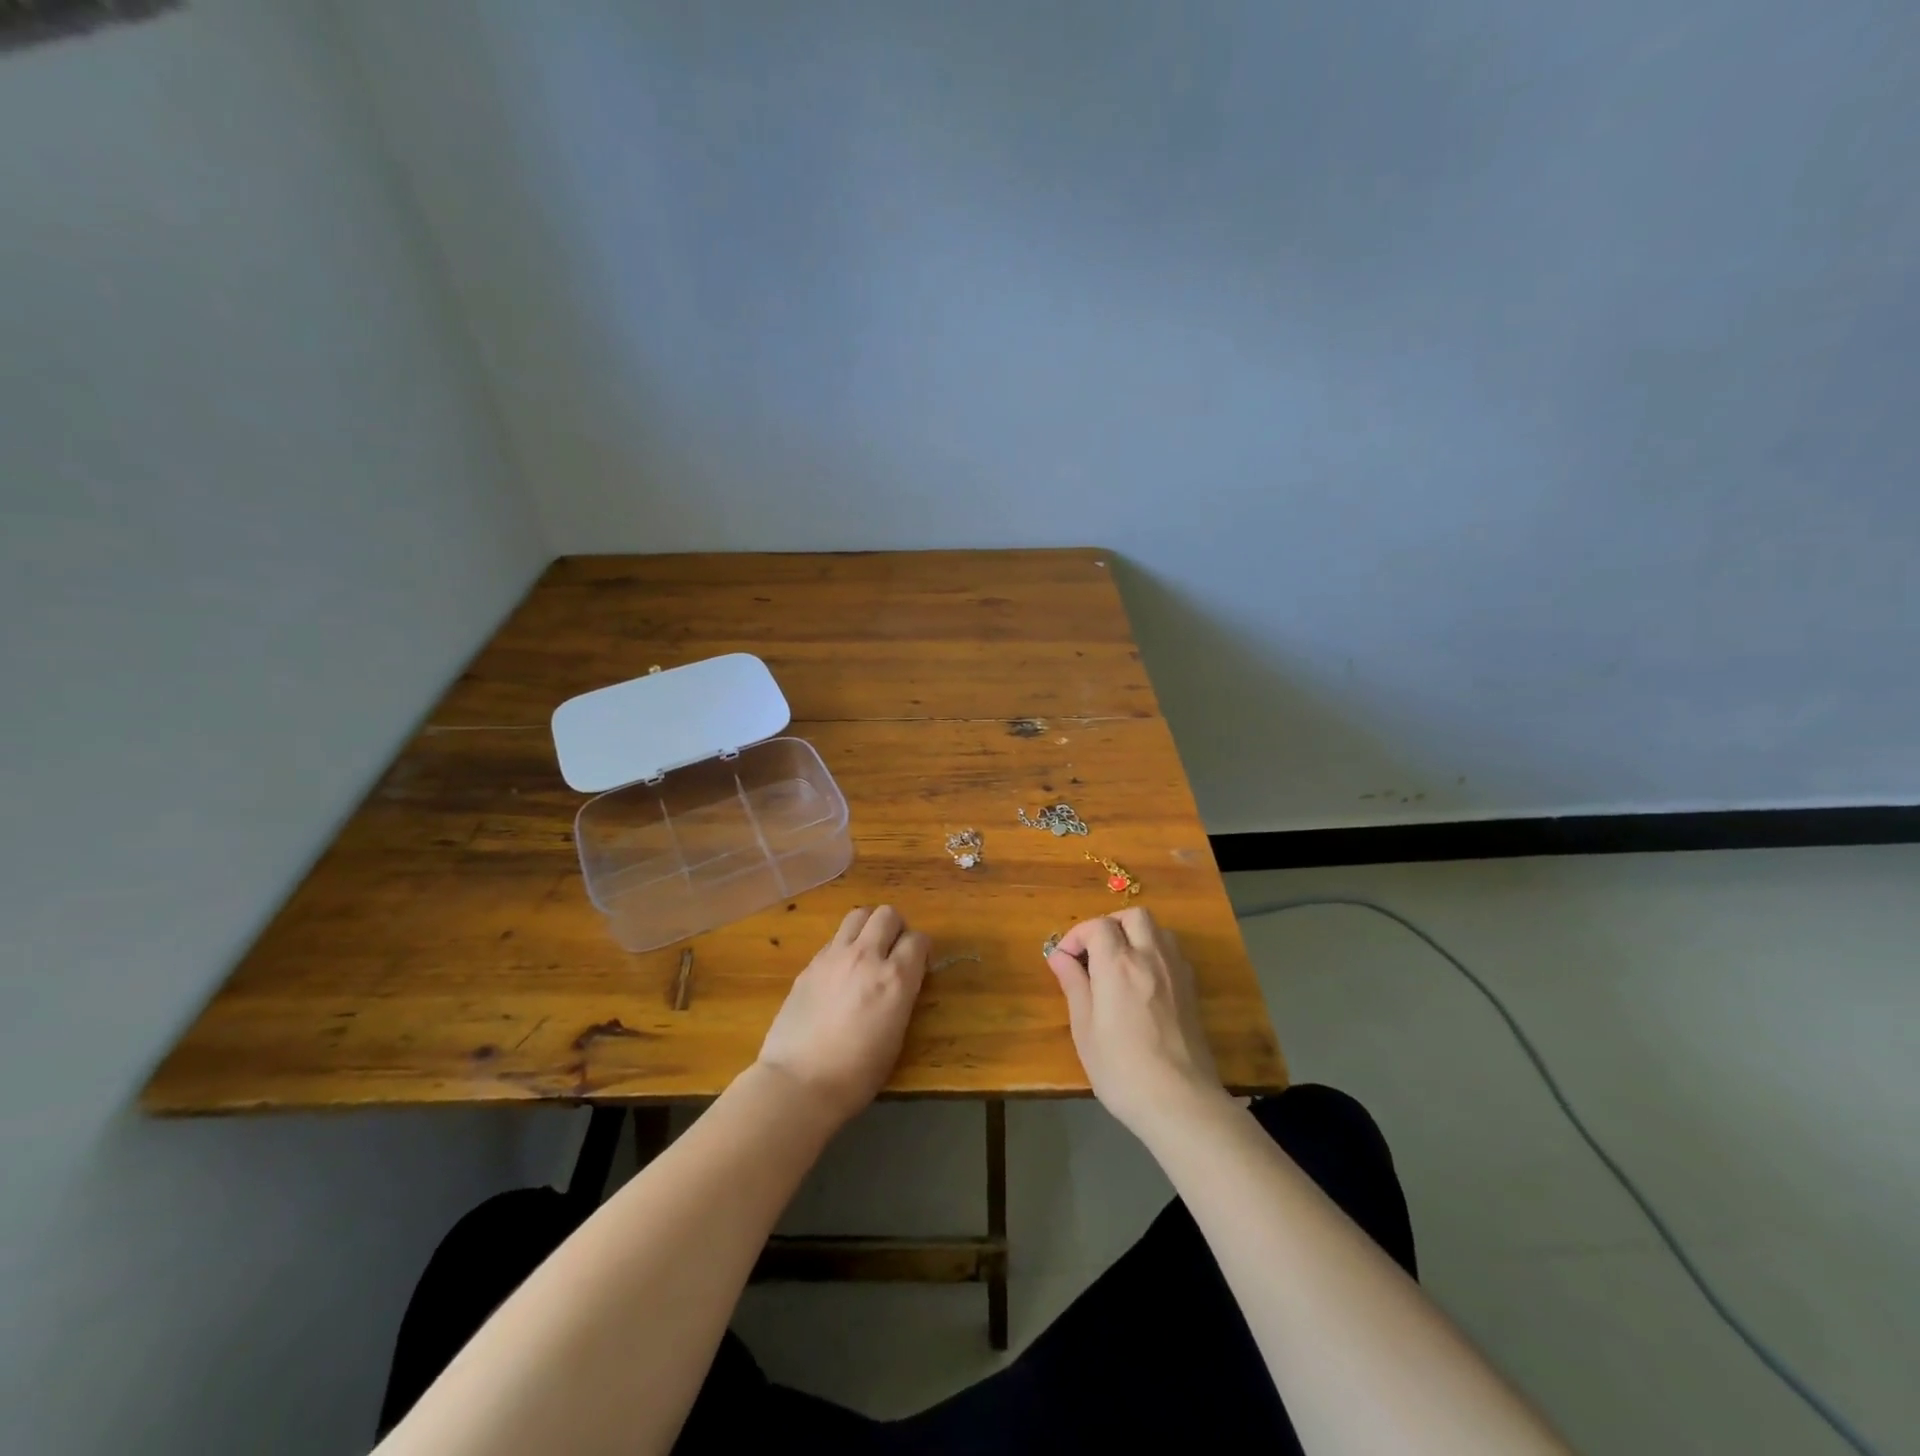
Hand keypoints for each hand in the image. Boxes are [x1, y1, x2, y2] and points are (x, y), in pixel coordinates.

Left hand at [755, 905, 929, 1127]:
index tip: (919, 965)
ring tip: (866, 951)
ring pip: (858, 915)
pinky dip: (844, 946)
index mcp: (895, 978)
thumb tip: (901, 980)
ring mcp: (834, 956)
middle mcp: (866, 957)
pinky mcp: (810, 964)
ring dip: (868, 927)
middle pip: (887, 914)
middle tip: (893, 951)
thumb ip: (901, 996)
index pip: (918, 939)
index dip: (921, 950)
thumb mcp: (896, 1036)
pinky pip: (834, 939)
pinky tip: (840, 972)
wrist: (799, 1083)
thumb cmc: (856, 1074)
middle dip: (896, 928)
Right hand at [1046, 906, 1227, 1139]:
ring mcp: (1176, 972)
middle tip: (1093, 952)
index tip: (1064, 960)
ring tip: (1119, 963)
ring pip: (1158, 930)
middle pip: (1133, 916)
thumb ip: (1074, 985)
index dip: (1076, 936)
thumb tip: (1059, 957)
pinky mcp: (1192, 990)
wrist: (1180, 1102)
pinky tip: (1144, 982)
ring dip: (1135, 935)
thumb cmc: (1122, 1069)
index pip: (1097, 926)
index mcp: (1118, 964)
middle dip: (1110, 925)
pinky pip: (1173, 952)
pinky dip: (1155, 953)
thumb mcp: (1085, 1029)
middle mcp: (1150, 957)